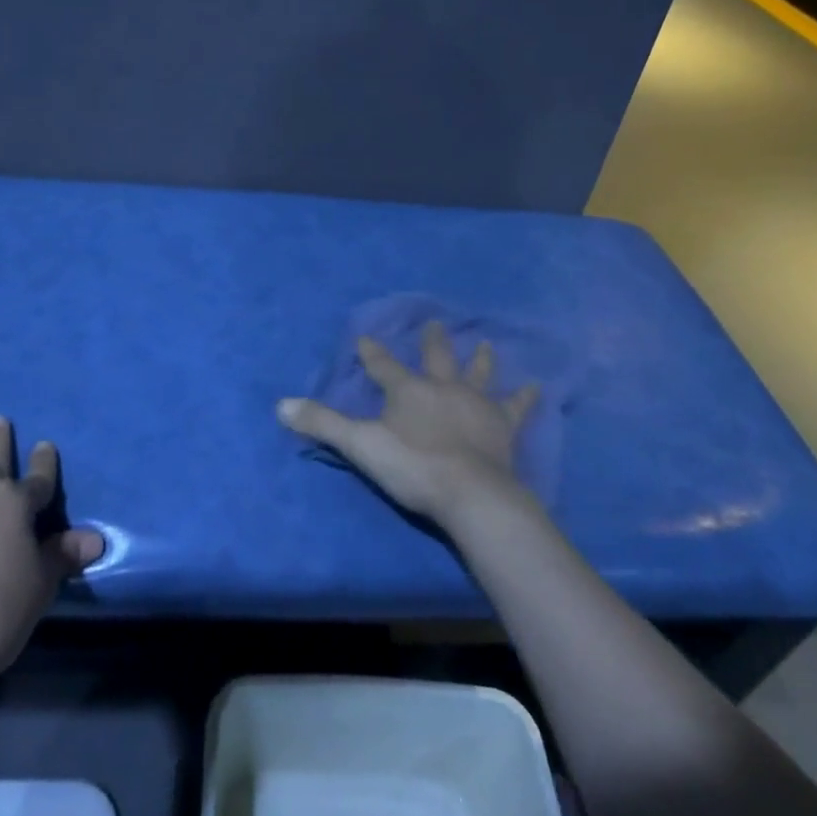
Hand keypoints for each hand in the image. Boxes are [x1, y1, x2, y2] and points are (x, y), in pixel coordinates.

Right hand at [277, 321, 537, 526]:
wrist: (470, 493)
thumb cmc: (412, 467)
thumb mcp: (360, 446)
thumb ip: (322, 424)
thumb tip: (280, 405)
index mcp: (408, 390)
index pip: (383, 366)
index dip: (372, 353)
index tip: (365, 338)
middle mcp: (442, 387)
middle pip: (435, 358)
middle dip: (431, 341)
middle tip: (434, 322)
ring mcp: (476, 404)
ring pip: (477, 374)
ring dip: (479, 359)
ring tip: (484, 342)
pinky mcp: (503, 426)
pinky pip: (515, 408)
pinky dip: (524, 398)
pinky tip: (536, 388)